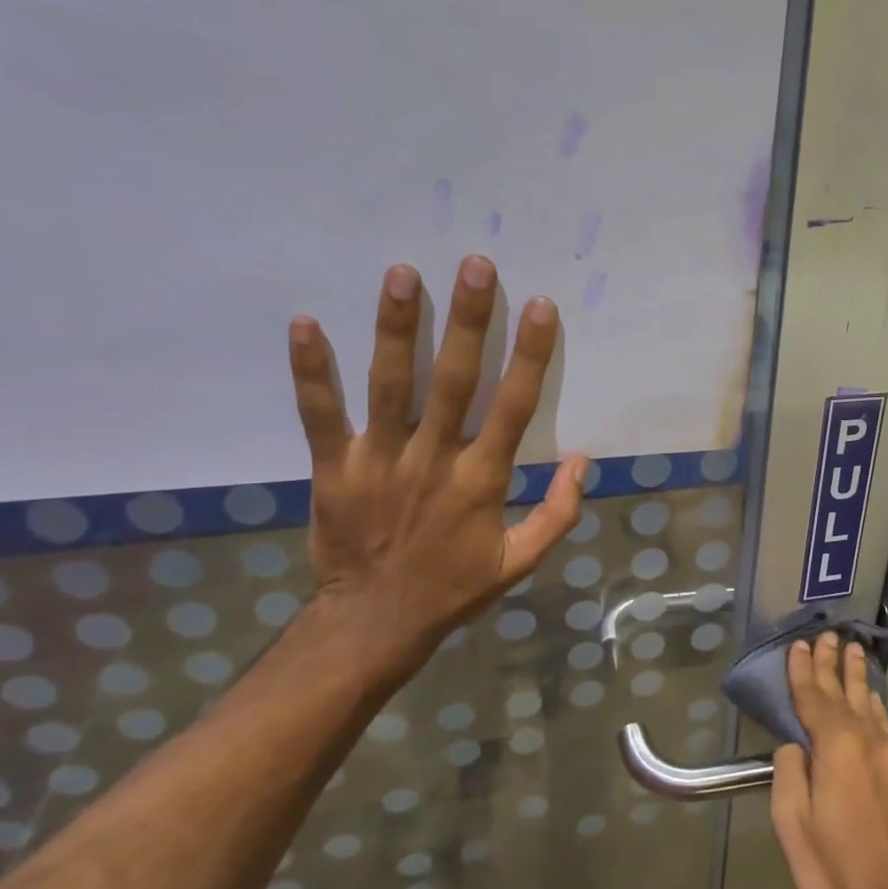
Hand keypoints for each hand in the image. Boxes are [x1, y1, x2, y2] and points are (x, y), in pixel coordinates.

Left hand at [286, 256, 586, 679]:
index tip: (539, 307)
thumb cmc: (454, 589)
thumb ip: (558, 513)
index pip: (513, 407)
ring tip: (402, 274)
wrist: (375, 623)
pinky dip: (311, 372)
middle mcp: (433, 461)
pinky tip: (305, 323)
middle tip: (475, 265)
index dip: (529, 355)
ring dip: (397, 329)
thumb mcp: (520, 562)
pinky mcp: (334, 469)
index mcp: (482, 481)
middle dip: (469, 321)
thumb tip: (582, 460)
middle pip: (455, 381)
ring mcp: (379, 462)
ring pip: (390, 386)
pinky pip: (320, 415)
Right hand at [771, 634, 887, 888]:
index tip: (799, 644)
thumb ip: (790, 771)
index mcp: (838, 747)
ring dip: (859, 677)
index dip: (803, 670)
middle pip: (848, 692)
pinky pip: (887, 728)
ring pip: (872, 705)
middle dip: (835, 662)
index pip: (815, 697)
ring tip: (854, 652)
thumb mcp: (792, 821)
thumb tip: (796, 745)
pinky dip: (874, 707)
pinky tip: (873, 702)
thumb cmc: (833, 867)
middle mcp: (870, 741)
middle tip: (830, 634)